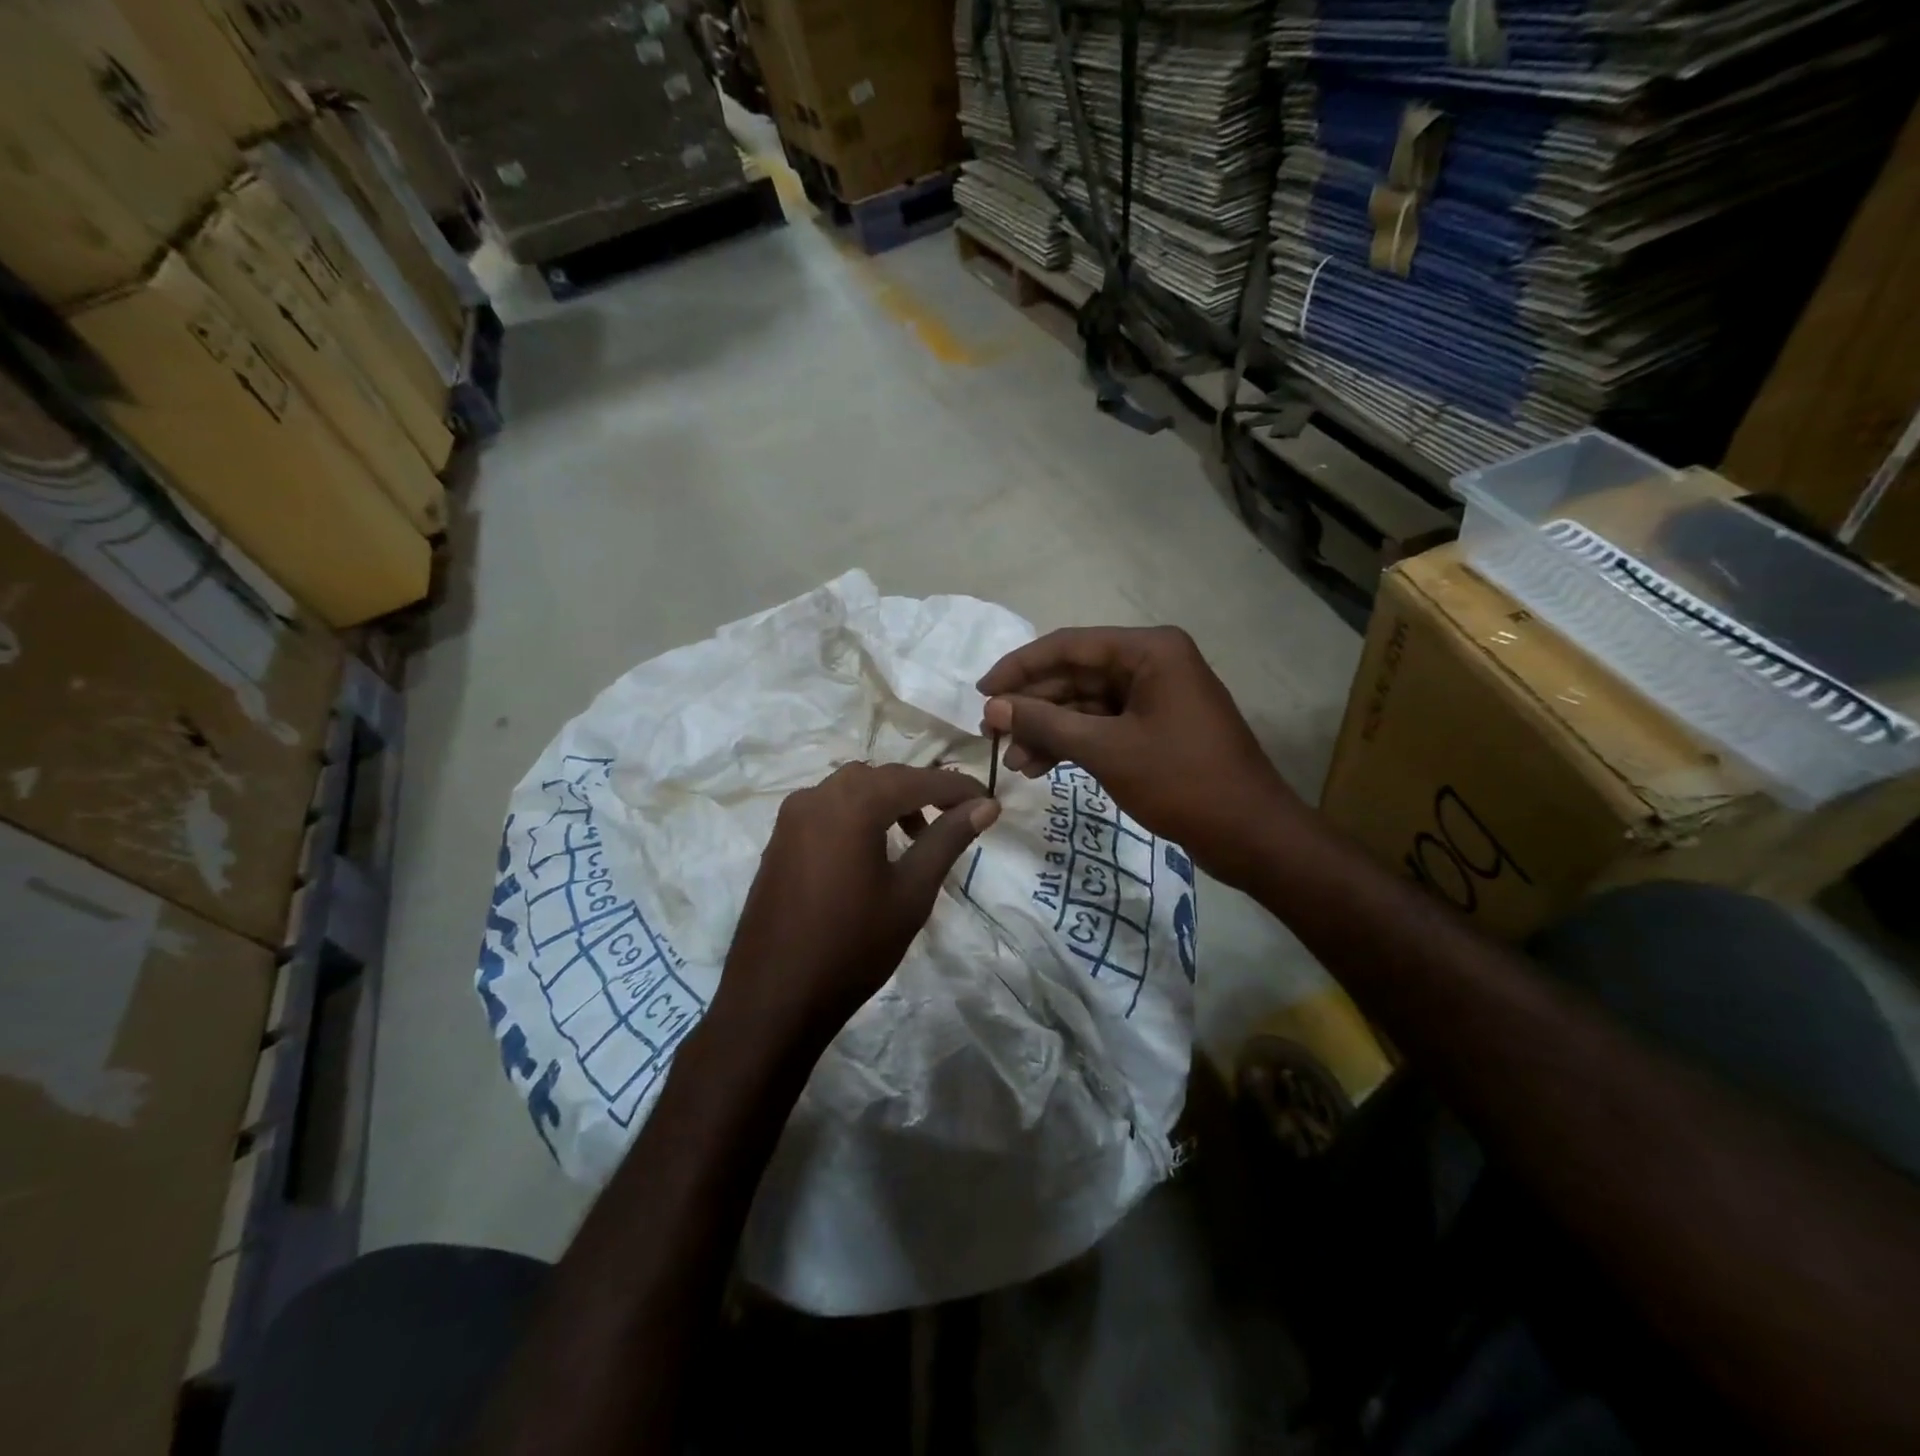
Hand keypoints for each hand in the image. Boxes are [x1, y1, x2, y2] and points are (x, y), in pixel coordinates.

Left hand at [716, 763, 999, 1045]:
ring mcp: (792, 815)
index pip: (918, 780)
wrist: (774, 997)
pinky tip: (873, 848)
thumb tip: (986, 805)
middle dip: (922, 791)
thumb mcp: (912, 892)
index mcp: (853, 803)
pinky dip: (859, 813)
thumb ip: (948, 839)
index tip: (990, 802)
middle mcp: (818, 795)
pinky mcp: (780, 838)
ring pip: (853, 788)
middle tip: (956, 818)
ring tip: (916, 836)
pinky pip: (828, 807)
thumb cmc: (854, 946)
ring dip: (889, 800)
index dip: (958, 788)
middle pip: (883, 777)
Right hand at [978, 626, 1300, 887]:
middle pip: (1075, 674)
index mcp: (1149, 650)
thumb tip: (993, 706)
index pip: (1068, 645)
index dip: (1019, 668)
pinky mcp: (1155, 728)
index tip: (980, 692)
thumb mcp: (1107, 750)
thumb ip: (1046, 723)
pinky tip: (1040, 768)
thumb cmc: (1182, 782)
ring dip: (1048, 730)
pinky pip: (1102, 726)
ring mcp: (1155, 697)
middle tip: (991, 734)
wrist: (1250, 834)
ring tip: (1014, 762)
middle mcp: (1152, 663)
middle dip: (1033, 706)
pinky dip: (1072, 744)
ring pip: (1085, 704)